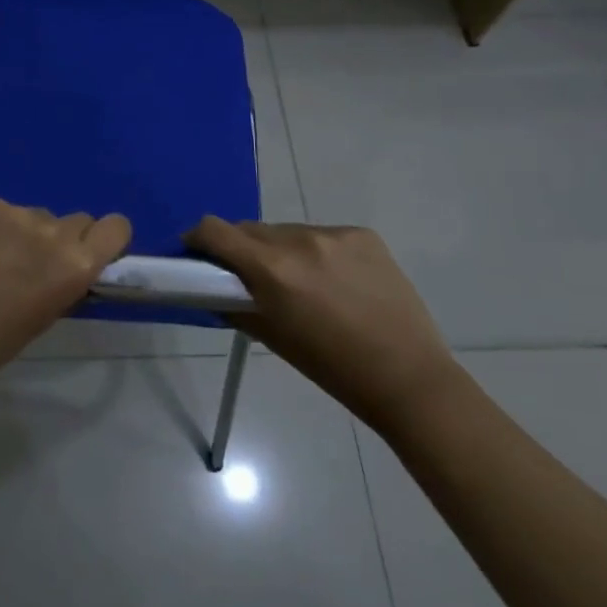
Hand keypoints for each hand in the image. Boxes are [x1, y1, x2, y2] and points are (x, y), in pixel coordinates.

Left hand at [0, 199, 132, 385]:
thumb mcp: (46, 315)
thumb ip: (65, 281)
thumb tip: (69, 265)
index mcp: (77, 266)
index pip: (116, 227)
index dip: (105, 238)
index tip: (89, 251)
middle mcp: (55, 233)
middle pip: (76, 220)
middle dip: (61, 238)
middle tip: (34, 262)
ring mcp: (20, 215)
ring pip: (37, 216)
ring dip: (26, 232)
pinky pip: (4, 212)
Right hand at [189, 216, 458, 433]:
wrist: (408, 377)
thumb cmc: (331, 368)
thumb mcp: (272, 337)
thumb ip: (235, 304)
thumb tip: (213, 287)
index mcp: (272, 269)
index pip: (214, 230)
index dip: (198, 239)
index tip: (198, 255)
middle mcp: (298, 240)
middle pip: (250, 230)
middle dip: (242, 250)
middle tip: (253, 279)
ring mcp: (334, 234)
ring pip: (286, 232)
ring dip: (280, 250)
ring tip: (303, 284)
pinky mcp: (363, 235)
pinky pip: (322, 235)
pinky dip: (317, 252)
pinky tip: (337, 282)